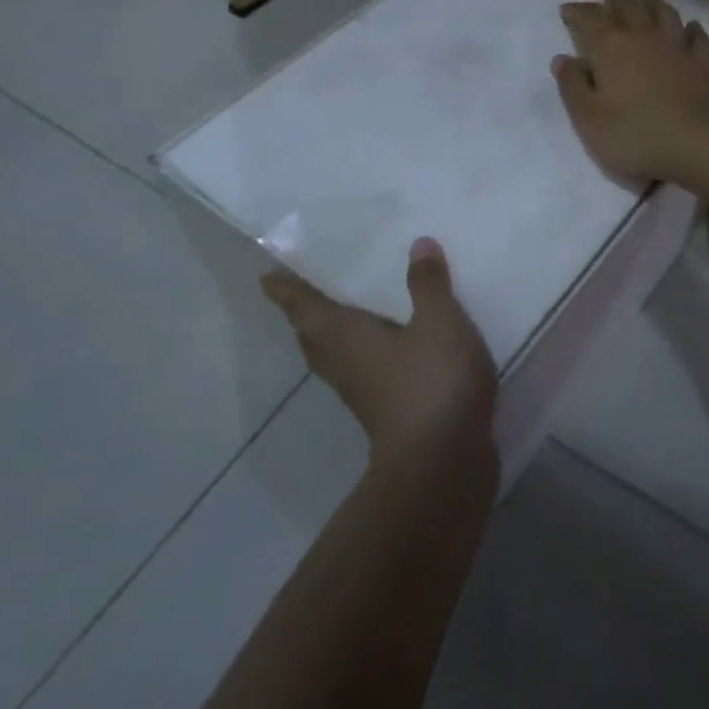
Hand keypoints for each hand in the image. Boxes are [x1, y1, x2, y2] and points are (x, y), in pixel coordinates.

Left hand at [260, 239, 495, 461]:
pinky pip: (364, 376)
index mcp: (346, 337)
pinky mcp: (387, 416)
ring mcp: (364, 395)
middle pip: (314, 339)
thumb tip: (418, 245)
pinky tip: (390, 353)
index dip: (287, 291)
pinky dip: (365, 358)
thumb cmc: (431, 382)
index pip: (306, 308)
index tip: (266, 278)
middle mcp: (346, 365)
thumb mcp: (440, 322)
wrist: (442, 464)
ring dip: (331, 341)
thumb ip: (428, 285)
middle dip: (306, 318)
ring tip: (343, 319)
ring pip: (336, 361)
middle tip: (303, 297)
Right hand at [553, 0, 708, 184]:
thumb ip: (572, 86)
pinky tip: (691, 26)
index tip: (567, 10)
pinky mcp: (701, 65)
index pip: (590, 20)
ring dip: (653, 3)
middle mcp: (643, 38)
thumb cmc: (633, 135)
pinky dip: (692, 29)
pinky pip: (697, 38)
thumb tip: (562, 59)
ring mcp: (676, 49)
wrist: (695, 146)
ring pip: (664, 15)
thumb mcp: (588, 118)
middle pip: (628, 9)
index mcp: (611, 48)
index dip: (577, 13)